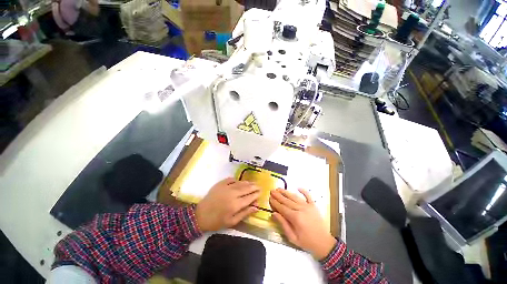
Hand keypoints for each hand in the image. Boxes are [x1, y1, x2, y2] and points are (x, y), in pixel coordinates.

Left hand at [196, 178, 259, 231]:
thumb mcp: (232, 222)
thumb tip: (256, 207)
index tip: (261, 192)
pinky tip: (239, 181)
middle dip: (254, 187)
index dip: (256, 194)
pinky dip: (237, 180)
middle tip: (259, 186)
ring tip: (252, 183)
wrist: (200, 215)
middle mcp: (233, 194)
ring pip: (240, 183)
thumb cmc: (217, 221)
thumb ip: (245, 213)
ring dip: (247, 183)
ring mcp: (226, 187)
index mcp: (236, 204)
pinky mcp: (220, 184)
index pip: (249, 197)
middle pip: (246, 188)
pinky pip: (231, 179)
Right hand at [270, 188, 336, 259]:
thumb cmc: (307, 242)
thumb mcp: (292, 237)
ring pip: (294, 197)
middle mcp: (301, 209)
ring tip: (279, 189)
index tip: (270, 198)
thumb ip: (283, 224)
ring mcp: (308, 206)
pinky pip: (308, 196)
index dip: (275, 202)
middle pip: (287, 200)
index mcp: (295, 218)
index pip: (282, 207)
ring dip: (286, 192)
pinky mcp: (313, 205)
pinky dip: (303, 191)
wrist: (324, 243)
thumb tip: (274, 214)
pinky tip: (298, 187)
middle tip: (272, 190)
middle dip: (278, 195)